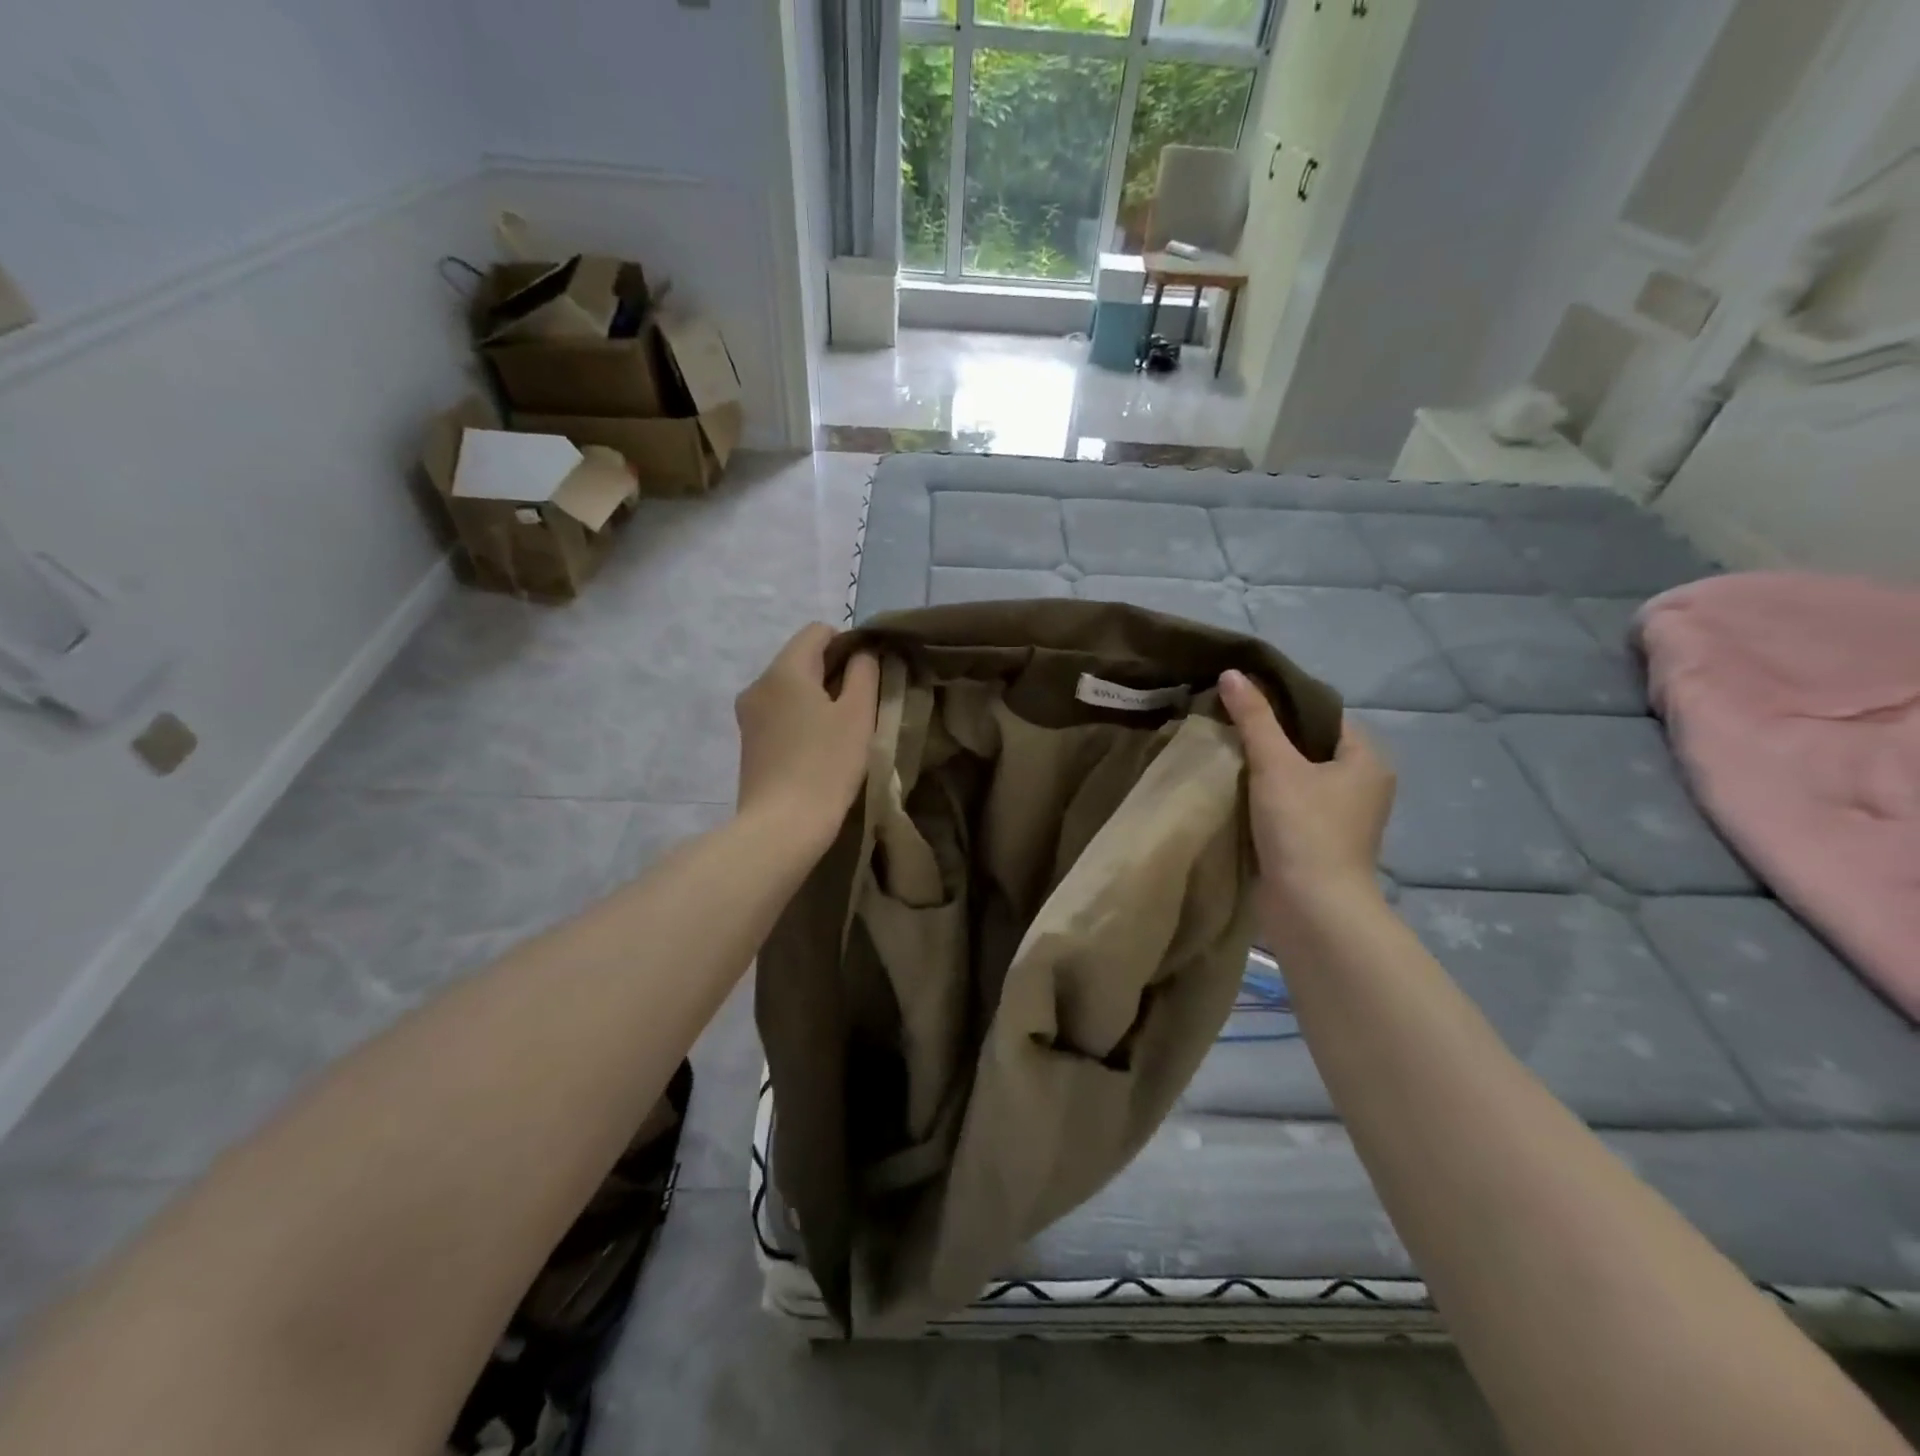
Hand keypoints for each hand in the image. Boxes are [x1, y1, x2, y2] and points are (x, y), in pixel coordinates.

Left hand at [735, 625, 879, 847]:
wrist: (781, 827)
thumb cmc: (827, 765)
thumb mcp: (858, 715)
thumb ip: (864, 673)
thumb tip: (861, 654)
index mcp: (784, 669)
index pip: (817, 631)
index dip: (848, 643)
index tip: (868, 674)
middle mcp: (758, 683)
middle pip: (801, 658)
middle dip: (833, 672)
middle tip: (861, 706)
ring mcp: (748, 714)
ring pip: (790, 687)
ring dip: (818, 697)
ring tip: (841, 731)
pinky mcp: (748, 742)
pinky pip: (779, 712)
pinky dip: (801, 718)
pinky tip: (818, 749)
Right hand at [1218, 669, 1395, 923]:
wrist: (1313, 909)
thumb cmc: (1304, 829)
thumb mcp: (1276, 765)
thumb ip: (1254, 718)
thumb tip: (1232, 673)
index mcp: (1366, 759)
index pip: (1324, 714)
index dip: (1285, 703)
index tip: (1244, 699)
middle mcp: (1362, 785)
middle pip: (1309, 745)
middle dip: (1270, 736)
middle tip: (1227, 722)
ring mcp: (1342, 817)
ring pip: (1298, 777)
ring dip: (1265, 768)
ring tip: (1224, 751)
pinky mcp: (1319, 842)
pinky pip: (1290, 804)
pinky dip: (1266, 796)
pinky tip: (1234, 790)